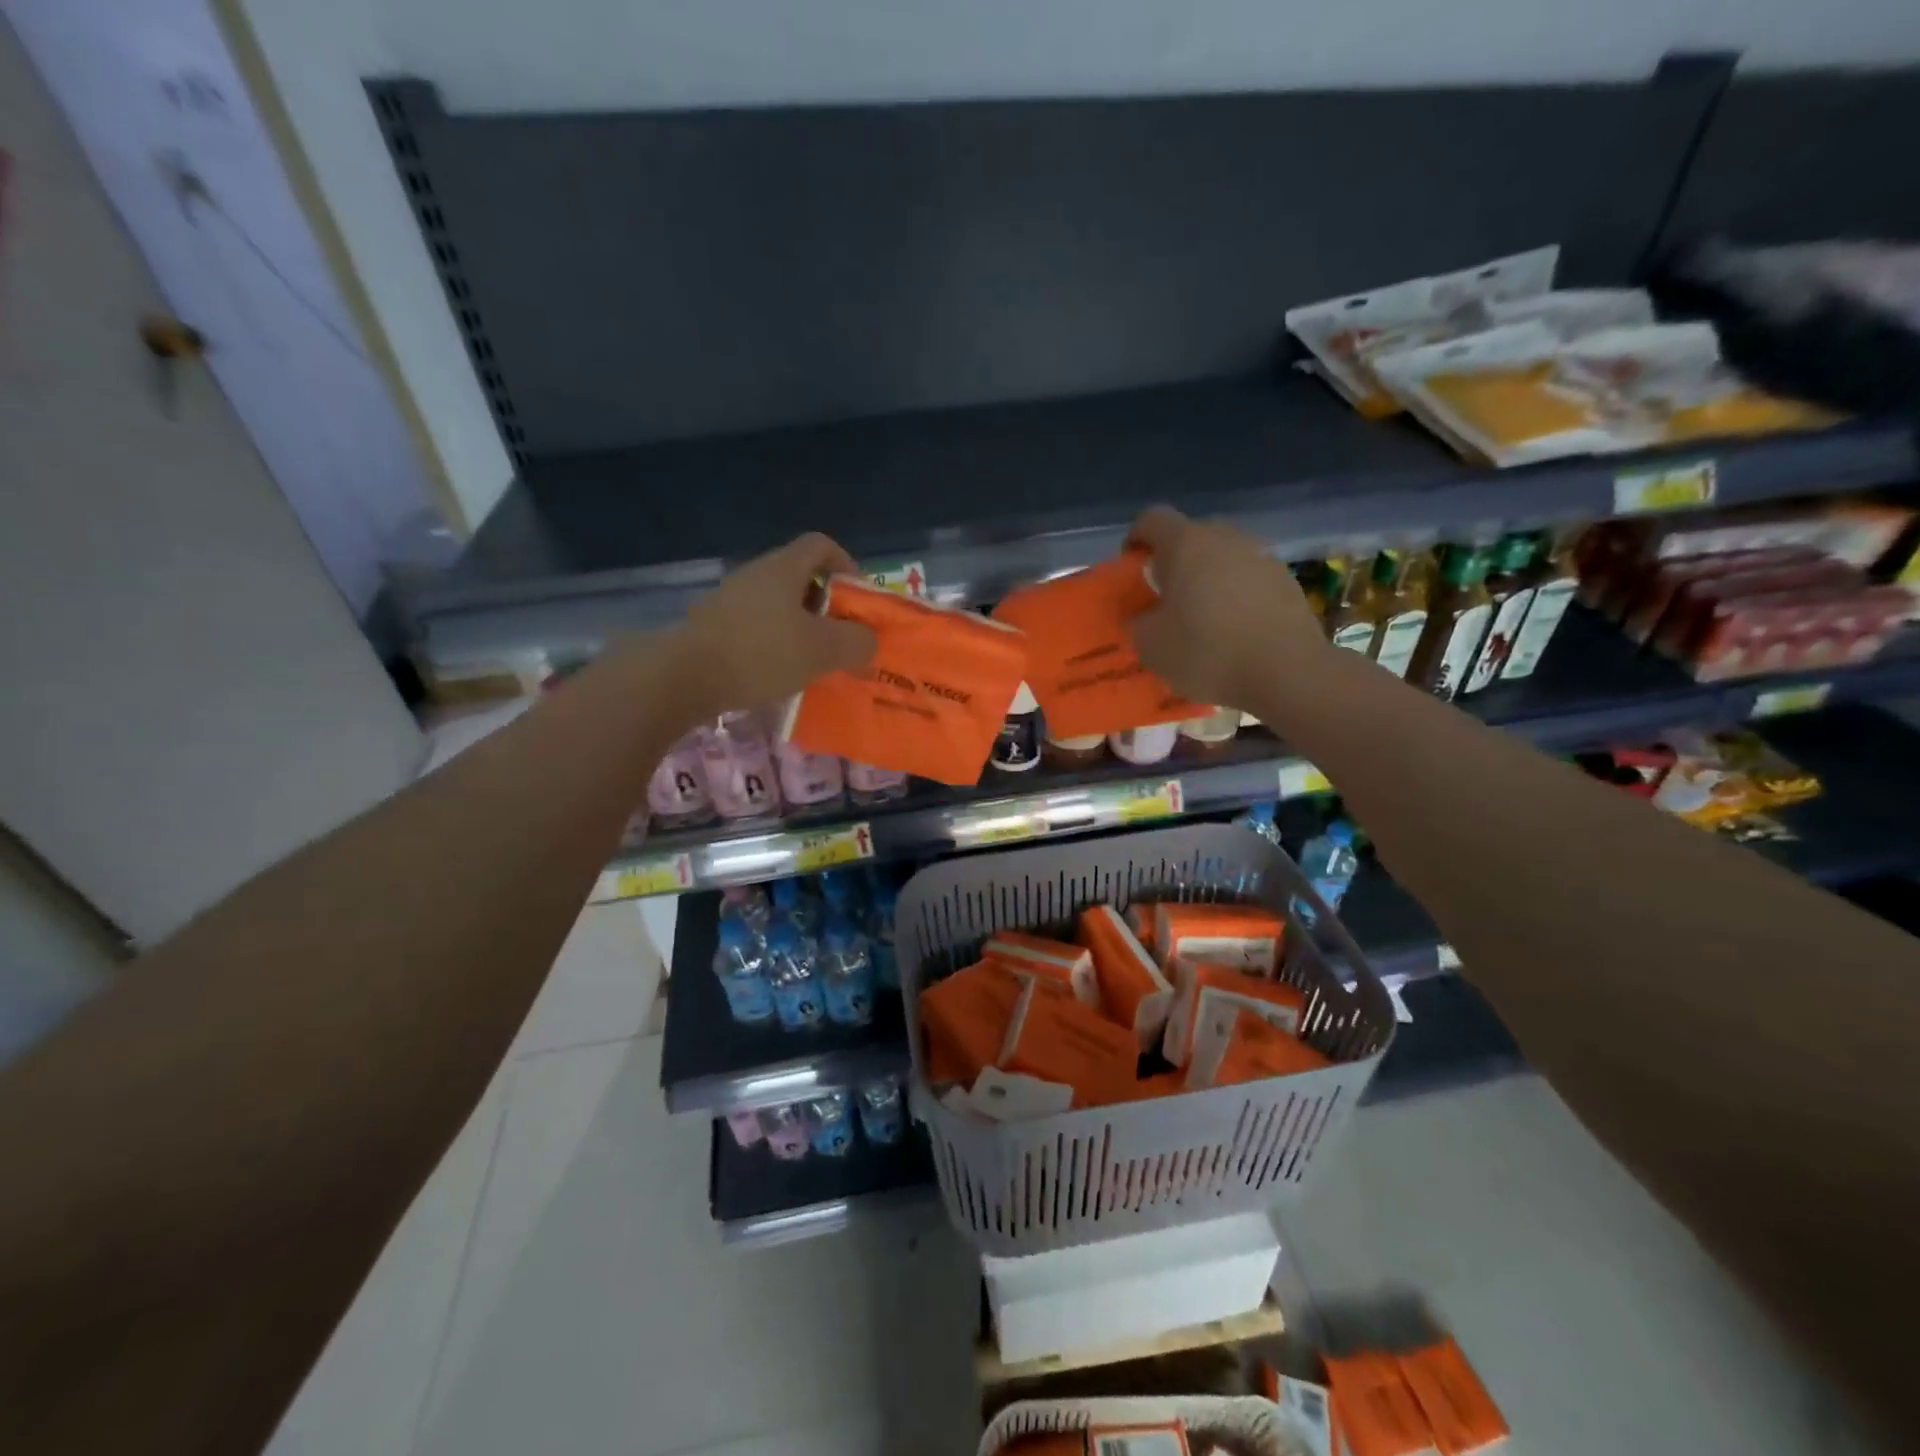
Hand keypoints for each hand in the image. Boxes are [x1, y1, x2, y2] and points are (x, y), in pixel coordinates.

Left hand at [673, 533, 876, 712]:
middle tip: (843, 637)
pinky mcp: (714, 628)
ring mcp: (730, 601)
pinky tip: (781, 674)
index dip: (847, 564)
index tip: (860, 598)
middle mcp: (756, 576)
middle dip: (828, 605)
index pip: (822, 545)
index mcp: (783, 568)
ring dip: (802, 628)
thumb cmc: (761, 653)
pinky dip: (776, 645)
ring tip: (815, 661)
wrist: (685, 677)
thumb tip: (868, 641)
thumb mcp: (823, 650)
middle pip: (801, 577)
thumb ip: (856, 642)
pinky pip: (757, 628)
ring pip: (779, 606)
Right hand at [1126, 506, 1327, 710]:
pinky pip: (1249, 579)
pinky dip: (1236, 596)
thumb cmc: (1207, 652)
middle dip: (1174, 562)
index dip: (1136, 539)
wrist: (1286, 672)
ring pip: (1223, 558)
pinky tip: (1234, 630)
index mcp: (1186, 543)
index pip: (1151, 519)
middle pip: (1191, 536)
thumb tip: (1144, 614)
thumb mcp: (1150, 645)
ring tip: (1201, 617)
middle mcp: (1225, 538)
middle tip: (1164, 598)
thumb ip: (1138, 620)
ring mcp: (1261, 556)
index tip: (1131, 567)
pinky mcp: (1287, 581)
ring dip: (1208, 579)